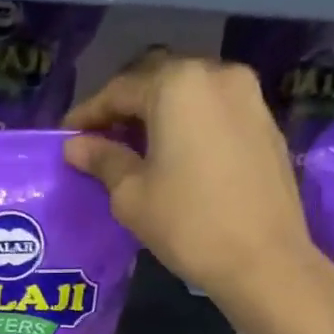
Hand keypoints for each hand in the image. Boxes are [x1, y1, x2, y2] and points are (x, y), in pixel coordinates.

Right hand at [65, 53, 328, 318]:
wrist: (264, 259)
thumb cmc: (187, 224)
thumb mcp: (131, 195)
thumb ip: (102, 160)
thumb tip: (76, 146)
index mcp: (177, 85)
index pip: (119, 90)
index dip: (88, 114)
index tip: (67, 137)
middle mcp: (216, 74)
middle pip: (157, 81)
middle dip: (125, 107)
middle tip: (100, 138)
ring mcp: (248, 96)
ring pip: (189, 93)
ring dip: (159, 113)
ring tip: (136, 146)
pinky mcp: (266, 122)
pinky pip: (215, 111)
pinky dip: (189, 123)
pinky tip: (176, 153)